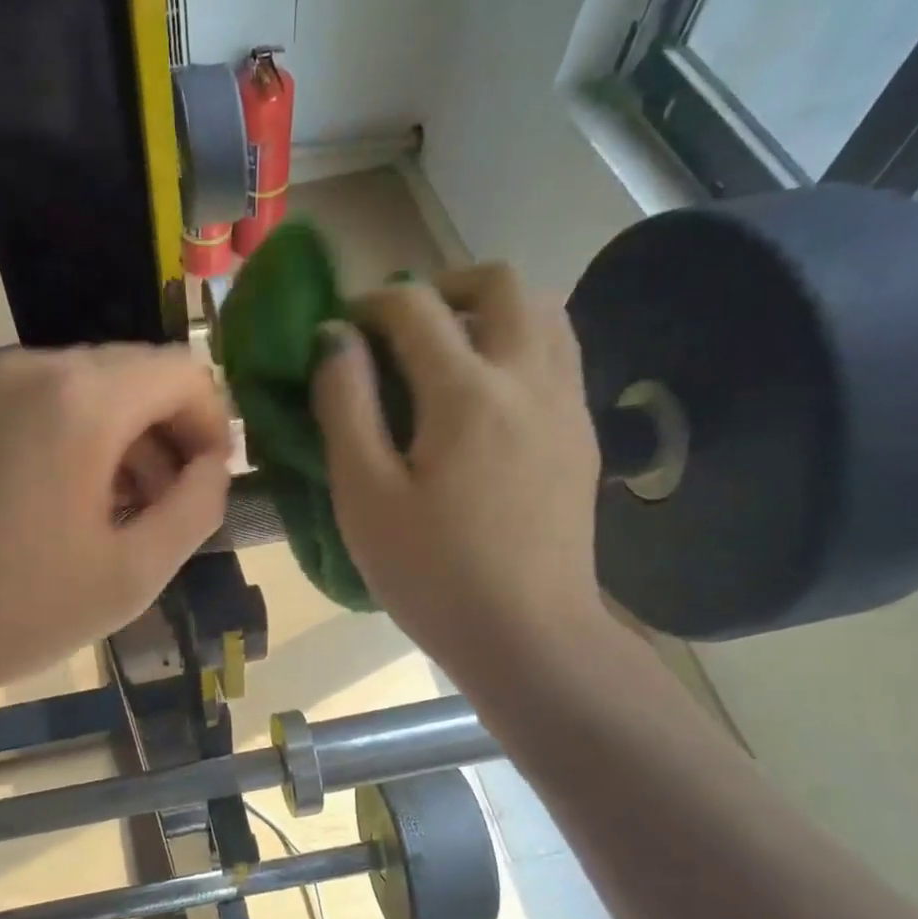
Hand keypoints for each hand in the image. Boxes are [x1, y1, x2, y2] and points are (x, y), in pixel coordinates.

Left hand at [0, 347, 231, 701]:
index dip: (213, 425)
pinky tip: (58, 505)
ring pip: (84, 390)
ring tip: (115, 514)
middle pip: (134, 375)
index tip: (208, 484)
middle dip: (168, 434)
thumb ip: (197, 508)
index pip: (183, 373)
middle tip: (165, 508)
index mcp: (82, 399)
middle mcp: (31, 369)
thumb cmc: (17, 608)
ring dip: (121, 440)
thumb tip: (211, 468)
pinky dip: (71, 440)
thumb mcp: (134, 573)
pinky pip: (36, 406)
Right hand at [311, 265, 604, 671]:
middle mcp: (528, 377)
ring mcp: (566, 403)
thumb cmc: (431, 574)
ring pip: (542, 311)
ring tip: (447, 354)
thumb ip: (344, 406)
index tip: (341, 332)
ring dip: (489, 311)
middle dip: (441, 288)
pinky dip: (518, 345)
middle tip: (400, 329)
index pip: (415, 307)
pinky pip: (558, 354)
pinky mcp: (582, 434)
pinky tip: (486, 397)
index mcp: (466, 392)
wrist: (528, 635)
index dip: (369, 305)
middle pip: (498, 283)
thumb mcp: (364, 496)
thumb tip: (335, 340)